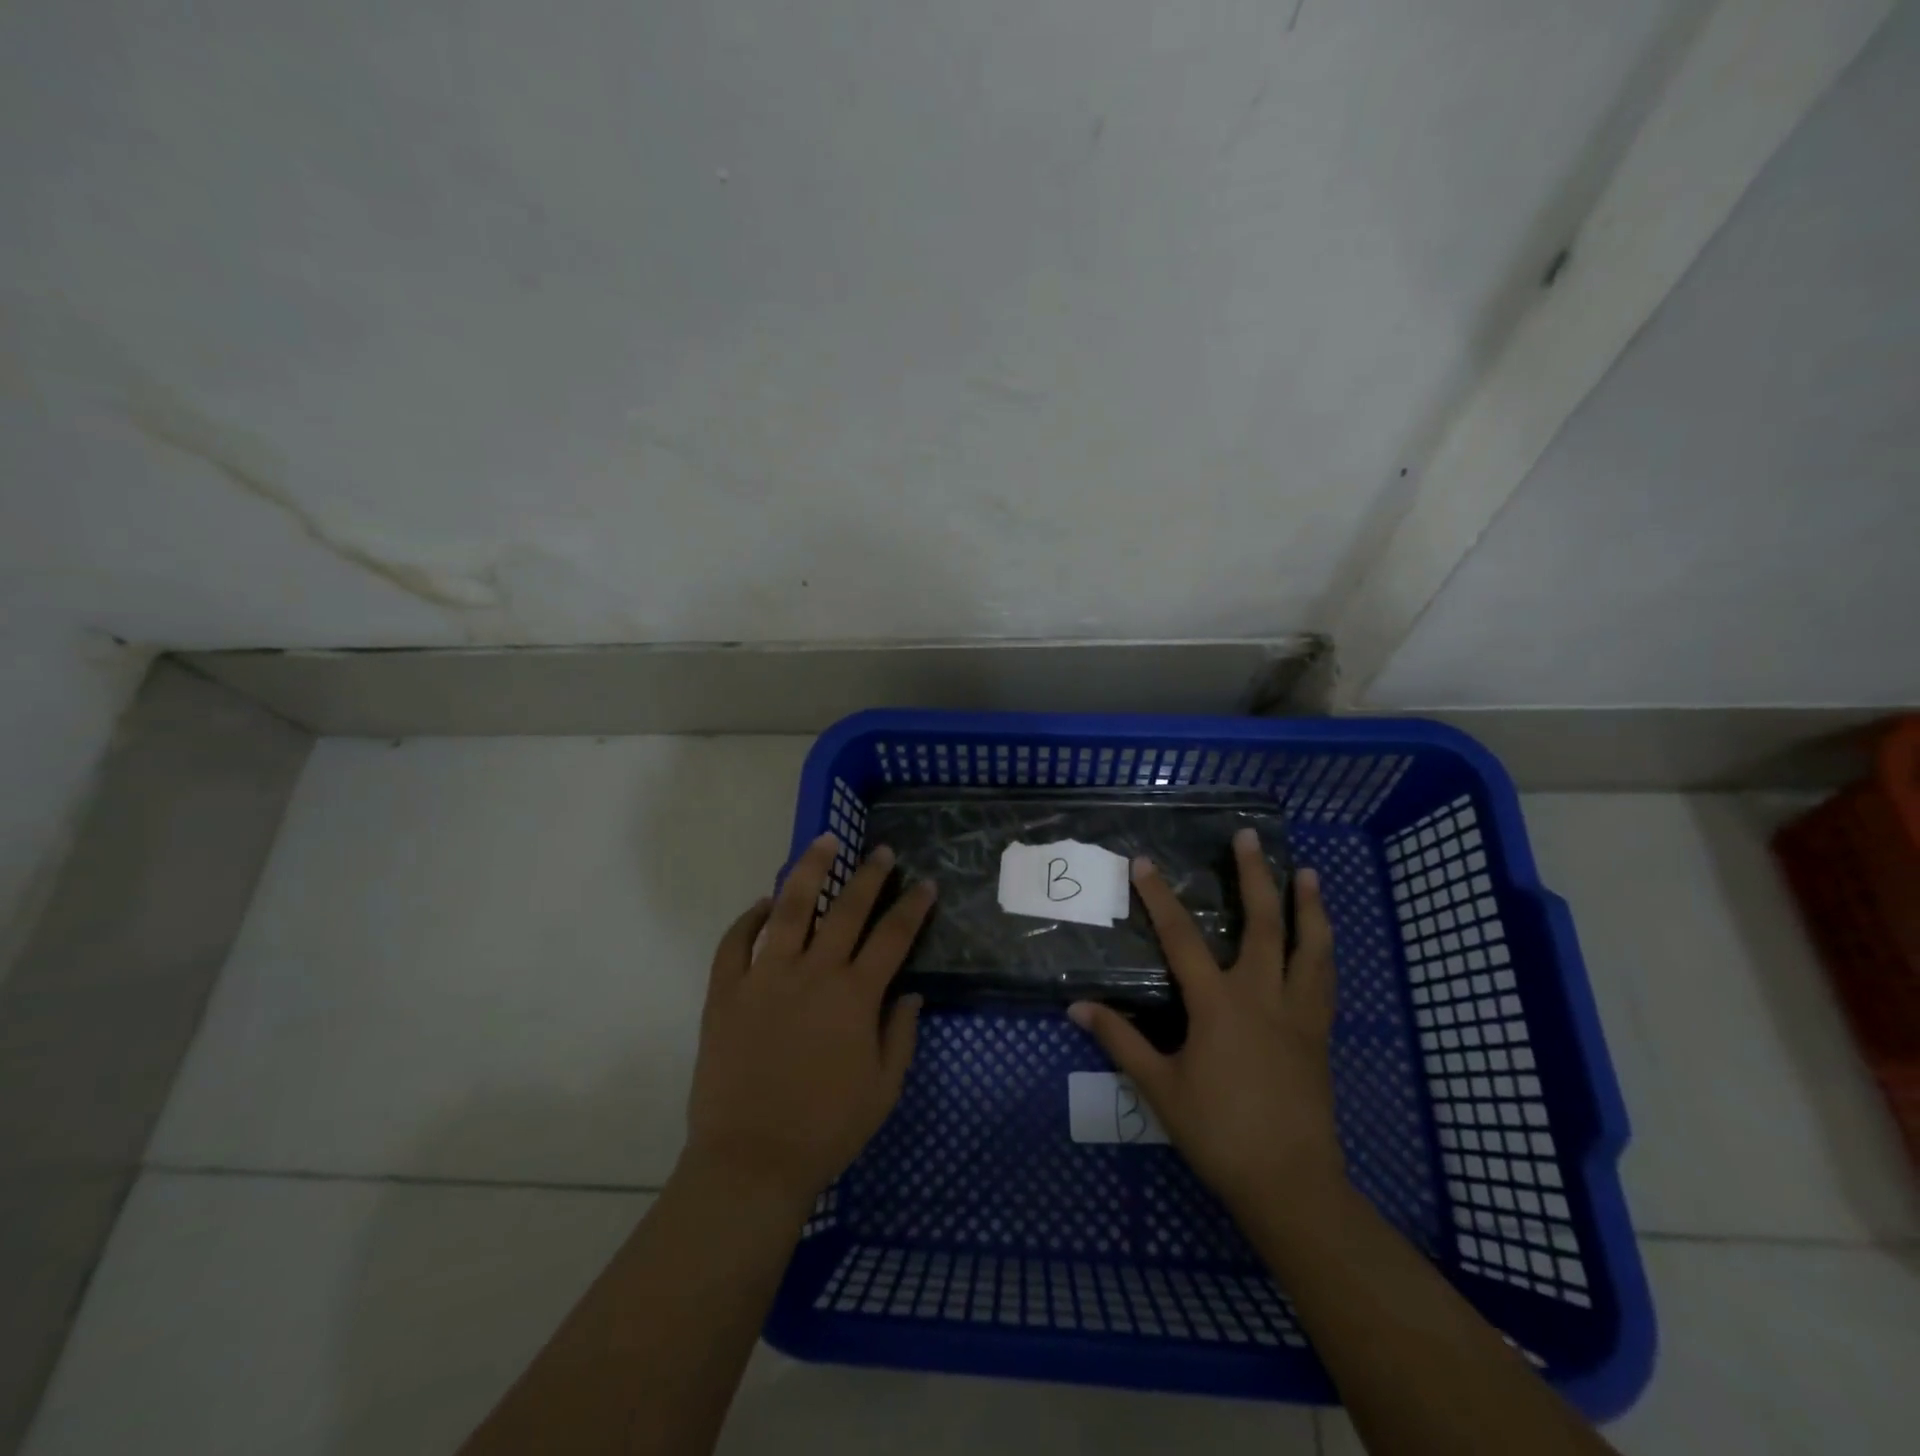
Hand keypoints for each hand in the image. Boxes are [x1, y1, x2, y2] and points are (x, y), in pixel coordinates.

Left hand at [683, 833, 935, 1209]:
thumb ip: (900, 1034)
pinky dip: (748, 918)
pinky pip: (734, 943)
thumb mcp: (884, 1089)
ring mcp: (764, 977)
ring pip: (789, 909)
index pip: (893, 937)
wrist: (750, 1161)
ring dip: (809, 871)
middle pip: (846, 909)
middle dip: (869, 876)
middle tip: (882, 852)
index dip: (913, 906)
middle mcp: (813, 973)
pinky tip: (762, 902)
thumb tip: (910, 992)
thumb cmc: (826, 1129)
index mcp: (854, 996)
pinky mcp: (725, 992)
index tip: (926, 883)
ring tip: (824, 842)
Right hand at [1068, 829, 1344, 1215]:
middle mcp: (1262, 995)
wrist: (1290, 1184)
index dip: (1160, 898)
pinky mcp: (1319, 1034)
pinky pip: (1324, 979)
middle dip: (1255, 875)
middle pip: (1263, 923)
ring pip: (1309, 946)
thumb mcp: (1160, 1088)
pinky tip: (1321, 940)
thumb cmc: (1219, 1132)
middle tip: (1251, 837)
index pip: (1182, 938)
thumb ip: (1120, 1041)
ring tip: (1307, 873)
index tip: (1145, 863)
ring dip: (1308, 905)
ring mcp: (1297, 1013)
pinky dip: (1322, 949)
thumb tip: (1077, 1008)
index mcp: (1218, 1004)